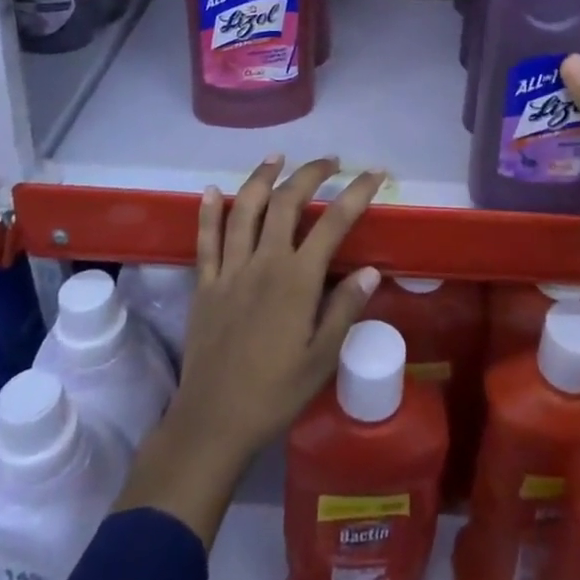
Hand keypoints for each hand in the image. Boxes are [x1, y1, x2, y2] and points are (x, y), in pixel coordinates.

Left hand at [113, 156, 383, 545]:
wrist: (213, 422)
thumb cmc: (275, 394)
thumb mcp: (322, 359)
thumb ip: (345, 309)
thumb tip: (371, 270)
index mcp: (297, 280)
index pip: (334, 222)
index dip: (357, 192)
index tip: (375, 173)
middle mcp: (264, 262)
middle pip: (287, 202)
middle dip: (310, 173)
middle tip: (330, 160)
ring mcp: (230, 270)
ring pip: (245, 209)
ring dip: (262, 177)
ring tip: (277, 157)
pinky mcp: (204, 283)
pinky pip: (205, 239)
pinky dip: (209, 211)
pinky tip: (213, 190)